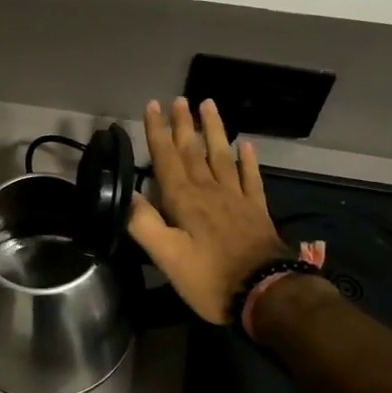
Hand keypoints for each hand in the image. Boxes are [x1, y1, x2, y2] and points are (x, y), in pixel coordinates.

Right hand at [128, 98, 290, 323]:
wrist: (266, 293)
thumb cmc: (210, 278)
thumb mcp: (168, 257)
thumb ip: (144, 224)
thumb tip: (125, 193)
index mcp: (185, 200)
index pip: (167, 158)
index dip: (158, 132)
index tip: (153, 105)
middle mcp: (210, 191)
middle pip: (194, 151)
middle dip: (184, 124)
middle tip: (180, 99)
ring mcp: (236, 198)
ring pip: (222, 156)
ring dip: (214, 130)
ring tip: (209, 105)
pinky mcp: (256, 211)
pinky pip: (251, 178)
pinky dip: (248, 160)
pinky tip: (247, 145)